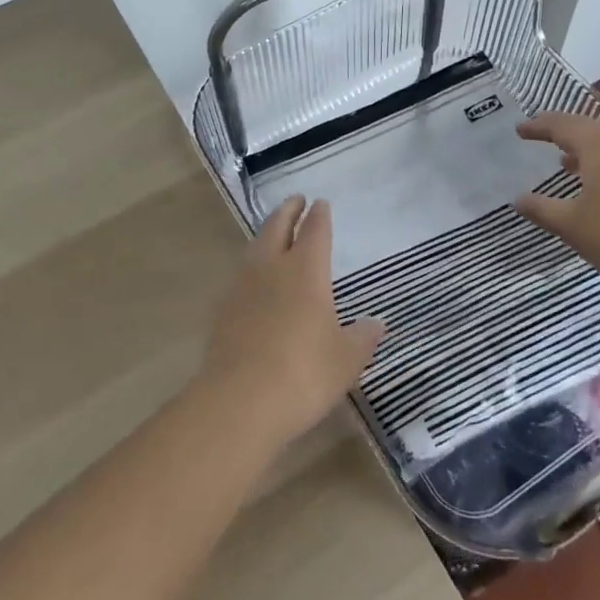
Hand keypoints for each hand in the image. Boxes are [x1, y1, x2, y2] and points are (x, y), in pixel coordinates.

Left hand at [196, 196, 384, 449]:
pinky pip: (240, 276)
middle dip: (288, 211)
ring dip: (266, 234)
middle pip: (278, 226)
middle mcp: (272, 267)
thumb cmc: (304, 373)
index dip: (319, 215)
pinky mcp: (223, 308)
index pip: (314, 230)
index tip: (320, 203)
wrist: (240, 399)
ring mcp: (243, 286)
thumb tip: (376, 323)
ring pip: (255, 247)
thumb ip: (362, 337)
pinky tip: (254, 281)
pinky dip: (251, 268)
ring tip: (274, 234)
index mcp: (306, 270)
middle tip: (295, 200)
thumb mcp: (346, 359)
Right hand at [513, 111, 599, 294]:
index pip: (562, 126)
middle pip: (589, 130)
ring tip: (568, 165)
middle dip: (563, 134)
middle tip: (542, 138)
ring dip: (587, 152)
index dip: (538, 127)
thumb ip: (541, 209)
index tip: (520, 130)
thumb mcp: (571, 225)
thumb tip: (518, 199)